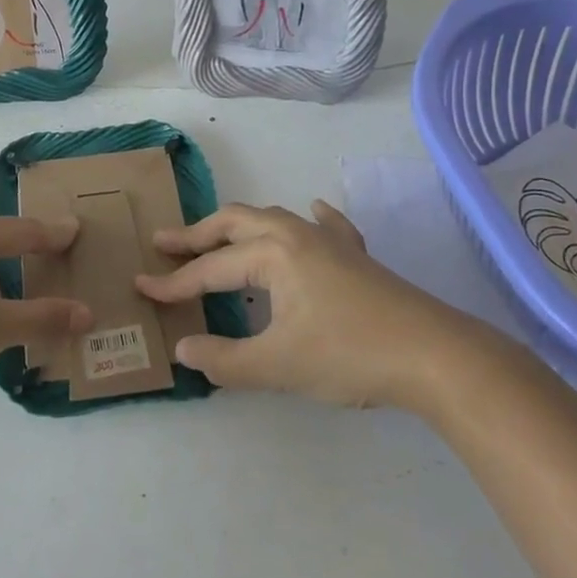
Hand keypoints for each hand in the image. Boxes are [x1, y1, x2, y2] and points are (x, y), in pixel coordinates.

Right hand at [136, 200, 486, 408]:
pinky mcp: (357, 257)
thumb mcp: (277, 365)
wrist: (434, 354)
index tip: (142, 288)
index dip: (174, 283)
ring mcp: (330, 241)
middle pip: (235, 223)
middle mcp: (296, 234)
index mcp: (272, 254)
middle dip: (198, 234)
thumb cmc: (349, 354)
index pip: (210, 271)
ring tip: (218, 239)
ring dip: (239, 228)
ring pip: (273, 220)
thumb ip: (224, 360)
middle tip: (166, 244)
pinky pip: (326, 226)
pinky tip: (313, 212)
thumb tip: (183, 349)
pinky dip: (309, 219)